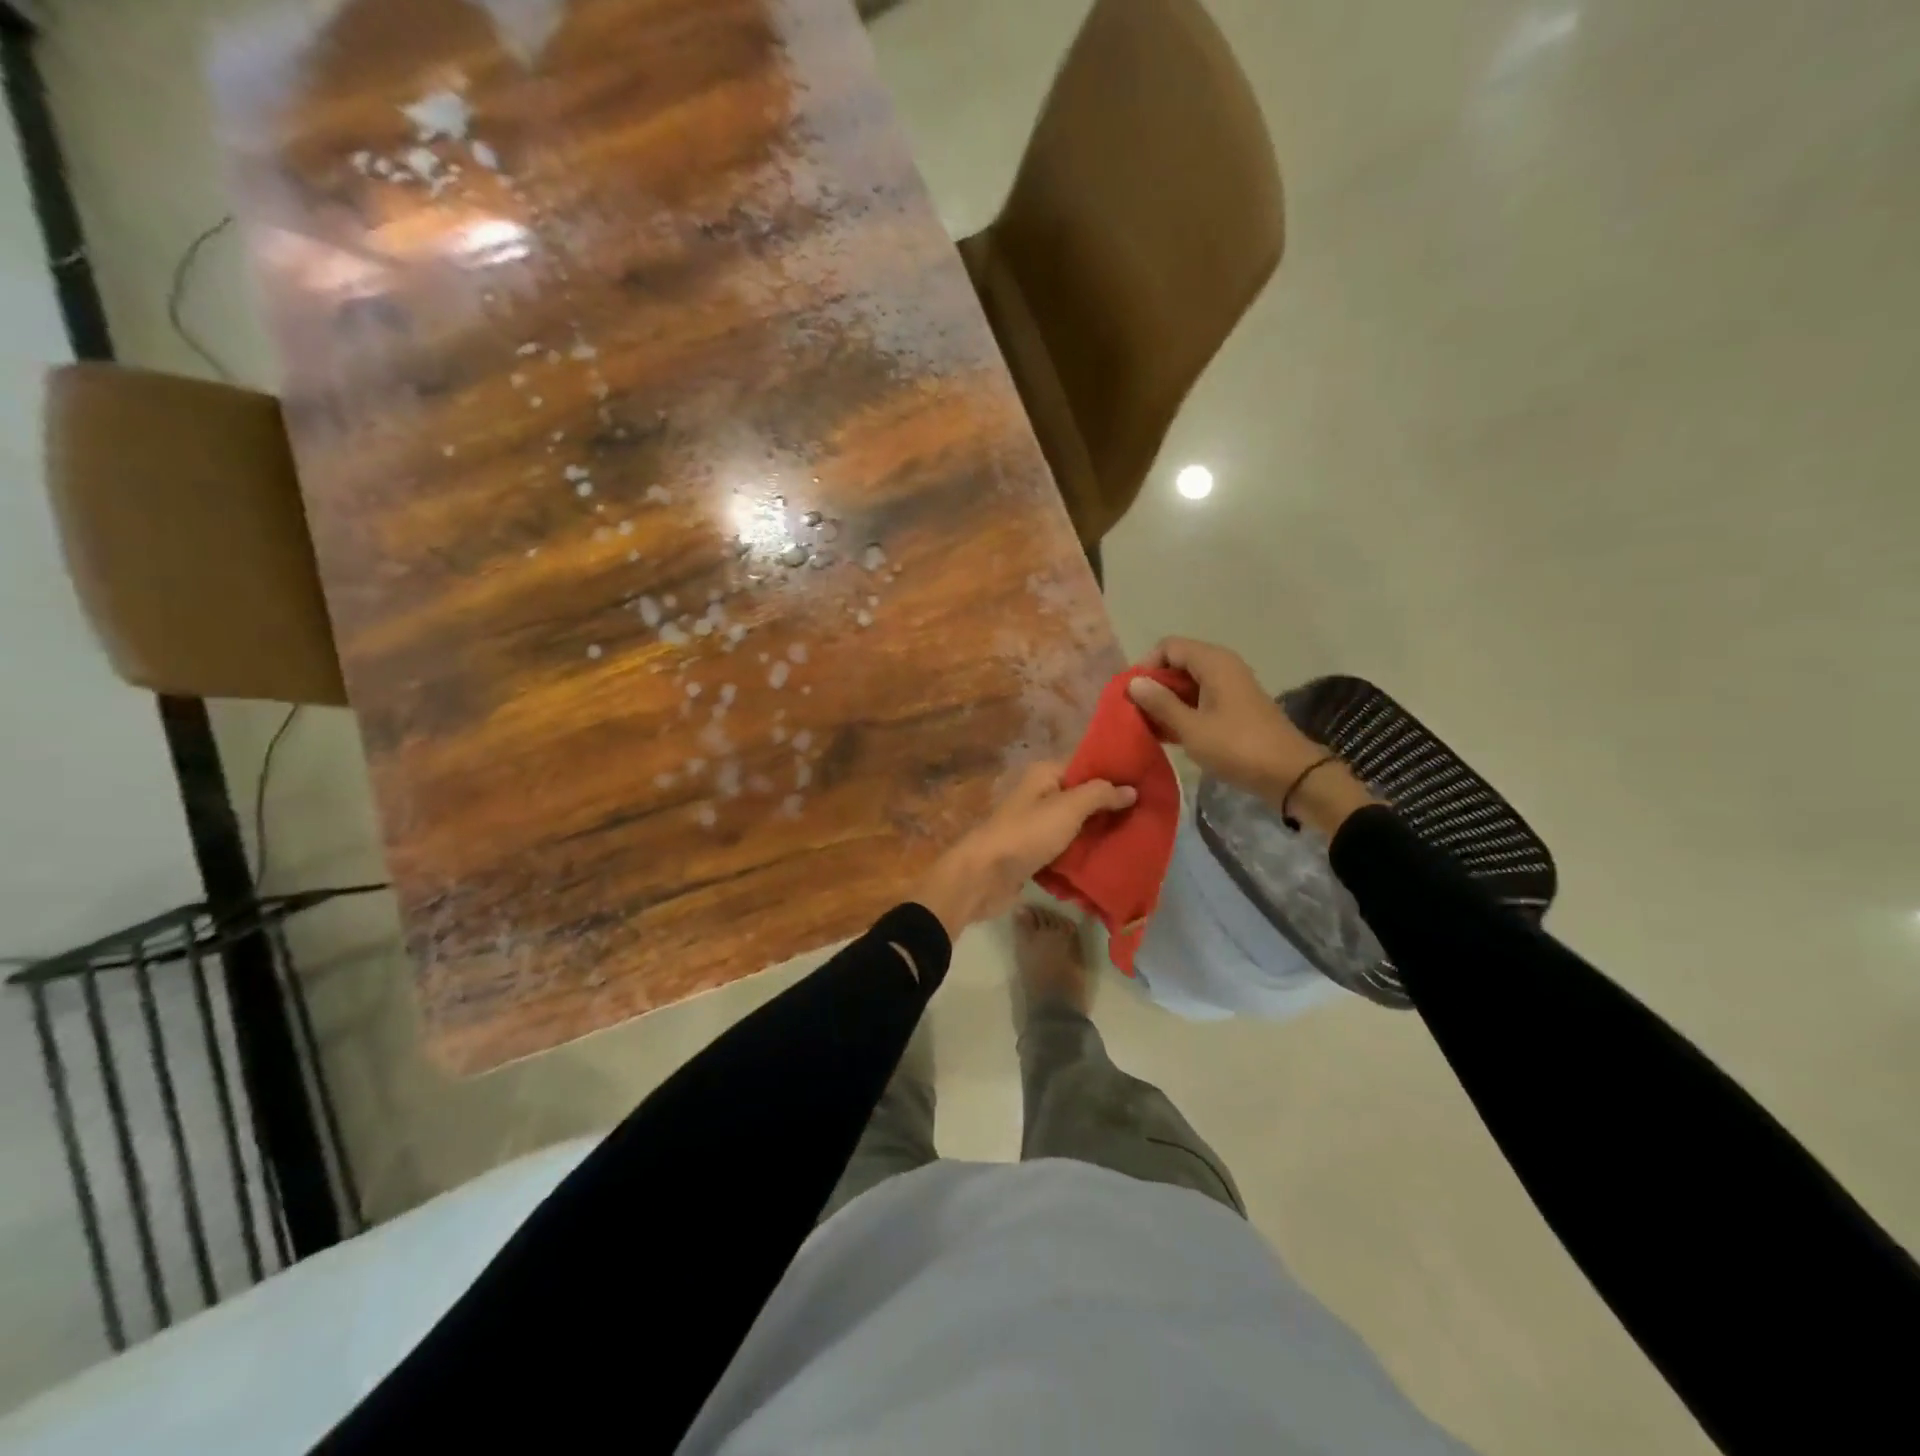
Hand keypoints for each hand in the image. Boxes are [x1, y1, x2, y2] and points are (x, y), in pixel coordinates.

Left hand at [912, 763, 1135, 936]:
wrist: (984, 877)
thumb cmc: (1027, 834)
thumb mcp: (1068, 808)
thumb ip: (1100, 795)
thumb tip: (1131, 789)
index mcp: (1045, 774)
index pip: (1086, 765)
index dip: (1114, 774)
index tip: (1147, 784)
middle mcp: (1040, 795)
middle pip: (1083, 797)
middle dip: (1111, 808)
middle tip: (1148, 817)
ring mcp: (1036, 826)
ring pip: (1076, 826)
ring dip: (1099, 834)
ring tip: (1137, 840)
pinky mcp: (1035, 853)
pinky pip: (1066, 850)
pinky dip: (1083, 854)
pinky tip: (1110, 861)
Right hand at [1127, 637, 1375, 833]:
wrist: (1289, 774)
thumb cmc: (1237, 747)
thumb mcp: (1191, 728)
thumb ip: (1161, 703)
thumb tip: (1133, 682)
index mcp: (1213, 662)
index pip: (1168, 647)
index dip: (1146, 666)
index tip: (1132, 695)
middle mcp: (1223, 666)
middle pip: (1178, 663)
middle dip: (1154, 685)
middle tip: (1134, 712)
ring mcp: (1231, 687)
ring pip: (1188, 683)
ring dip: (1167, 701)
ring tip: (1147, 726)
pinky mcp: (1235, 707)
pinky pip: (1201, 699)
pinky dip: (1183, 711)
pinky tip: (1167, 734)